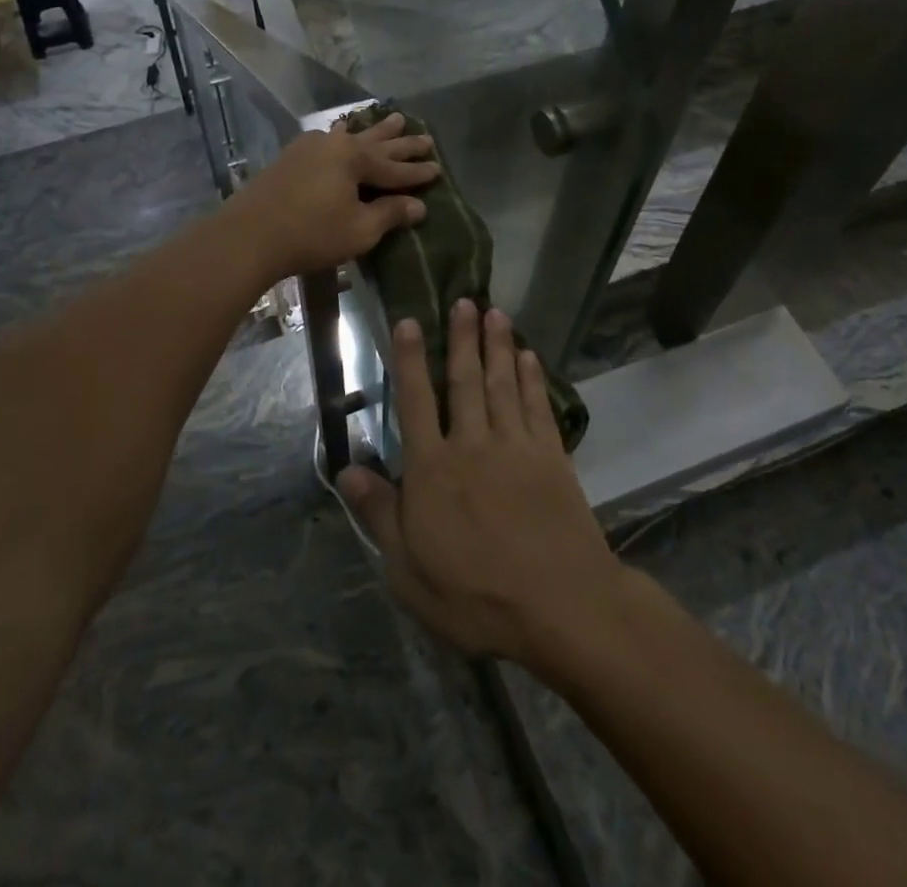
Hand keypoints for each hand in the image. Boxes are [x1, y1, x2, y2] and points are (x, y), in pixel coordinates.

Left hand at [225, 112, 437, 283]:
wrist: (249, 235)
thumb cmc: (311, 234)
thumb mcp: (359, 229)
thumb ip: (390, 214)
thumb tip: (418, 206)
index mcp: (354, 158)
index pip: (394, 167)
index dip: (417, 172)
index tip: (438, 169)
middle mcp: (334, 144)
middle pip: (376, 144)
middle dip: (402, 144)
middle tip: (426, 136)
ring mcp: (309, 147)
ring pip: (351, 136)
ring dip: (375, 131)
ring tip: (395, 119)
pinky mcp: (290, 158)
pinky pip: (327, 140)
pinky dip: (343, 136)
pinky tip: (342, 132)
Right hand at [339, 300, 628, 669]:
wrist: (561, 607)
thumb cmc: (475, 596)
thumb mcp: (408, 570)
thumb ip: (379, 514)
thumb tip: (345, 470)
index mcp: (432, 469)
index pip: (415, 402)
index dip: (410, 360)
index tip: (409, 321)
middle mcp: (471, 444)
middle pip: (465, 380)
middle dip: (462, 338)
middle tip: (465, 300)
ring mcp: (516, 447)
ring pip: (503, 384)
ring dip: (498, 346)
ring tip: (495, 312)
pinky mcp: (552, 458)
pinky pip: (538, 406)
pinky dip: (533, 378)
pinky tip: (531, 356)